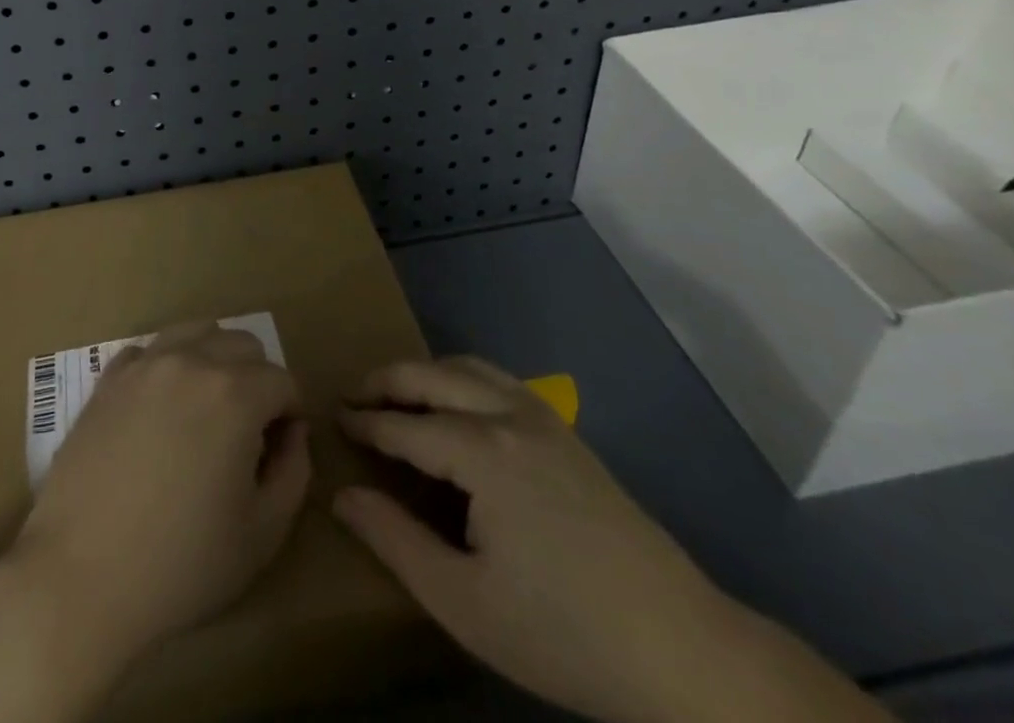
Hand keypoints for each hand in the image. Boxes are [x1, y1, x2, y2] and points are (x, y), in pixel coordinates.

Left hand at [0, 322, 308, 722]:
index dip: (290, 414)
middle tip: (247, 431)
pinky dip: (167, 367)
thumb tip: (291, 432)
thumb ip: (293, 472)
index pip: (283, 380)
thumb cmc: (180, 565)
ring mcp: (145, 364)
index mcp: (235, 393)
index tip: (278, 450)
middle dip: (258, 379)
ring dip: (214, 360)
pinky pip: (150, 351)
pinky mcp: (109, 378)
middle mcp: (192, 361)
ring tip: (206, 409)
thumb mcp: (263, 534)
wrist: (79, 576)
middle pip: (243, 344)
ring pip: (197, 332)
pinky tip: (160, 410)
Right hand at [335, 357, 890, 722]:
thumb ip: (395, 541)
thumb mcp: (464, 602)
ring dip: (425, 373)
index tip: (334, 419)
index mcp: (481, 452)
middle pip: (432, 376)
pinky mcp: (565, 430)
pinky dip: (462, 377)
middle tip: (354, 397)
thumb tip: (342, 496)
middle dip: (387, 381)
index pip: (404, 425)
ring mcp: (542, 417)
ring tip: (398, 396)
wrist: (680, 646)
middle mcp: (507, 415)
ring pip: (467, 367)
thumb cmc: (562, 630)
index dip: (365, 423)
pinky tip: (459, 408)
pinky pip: (498, 379)